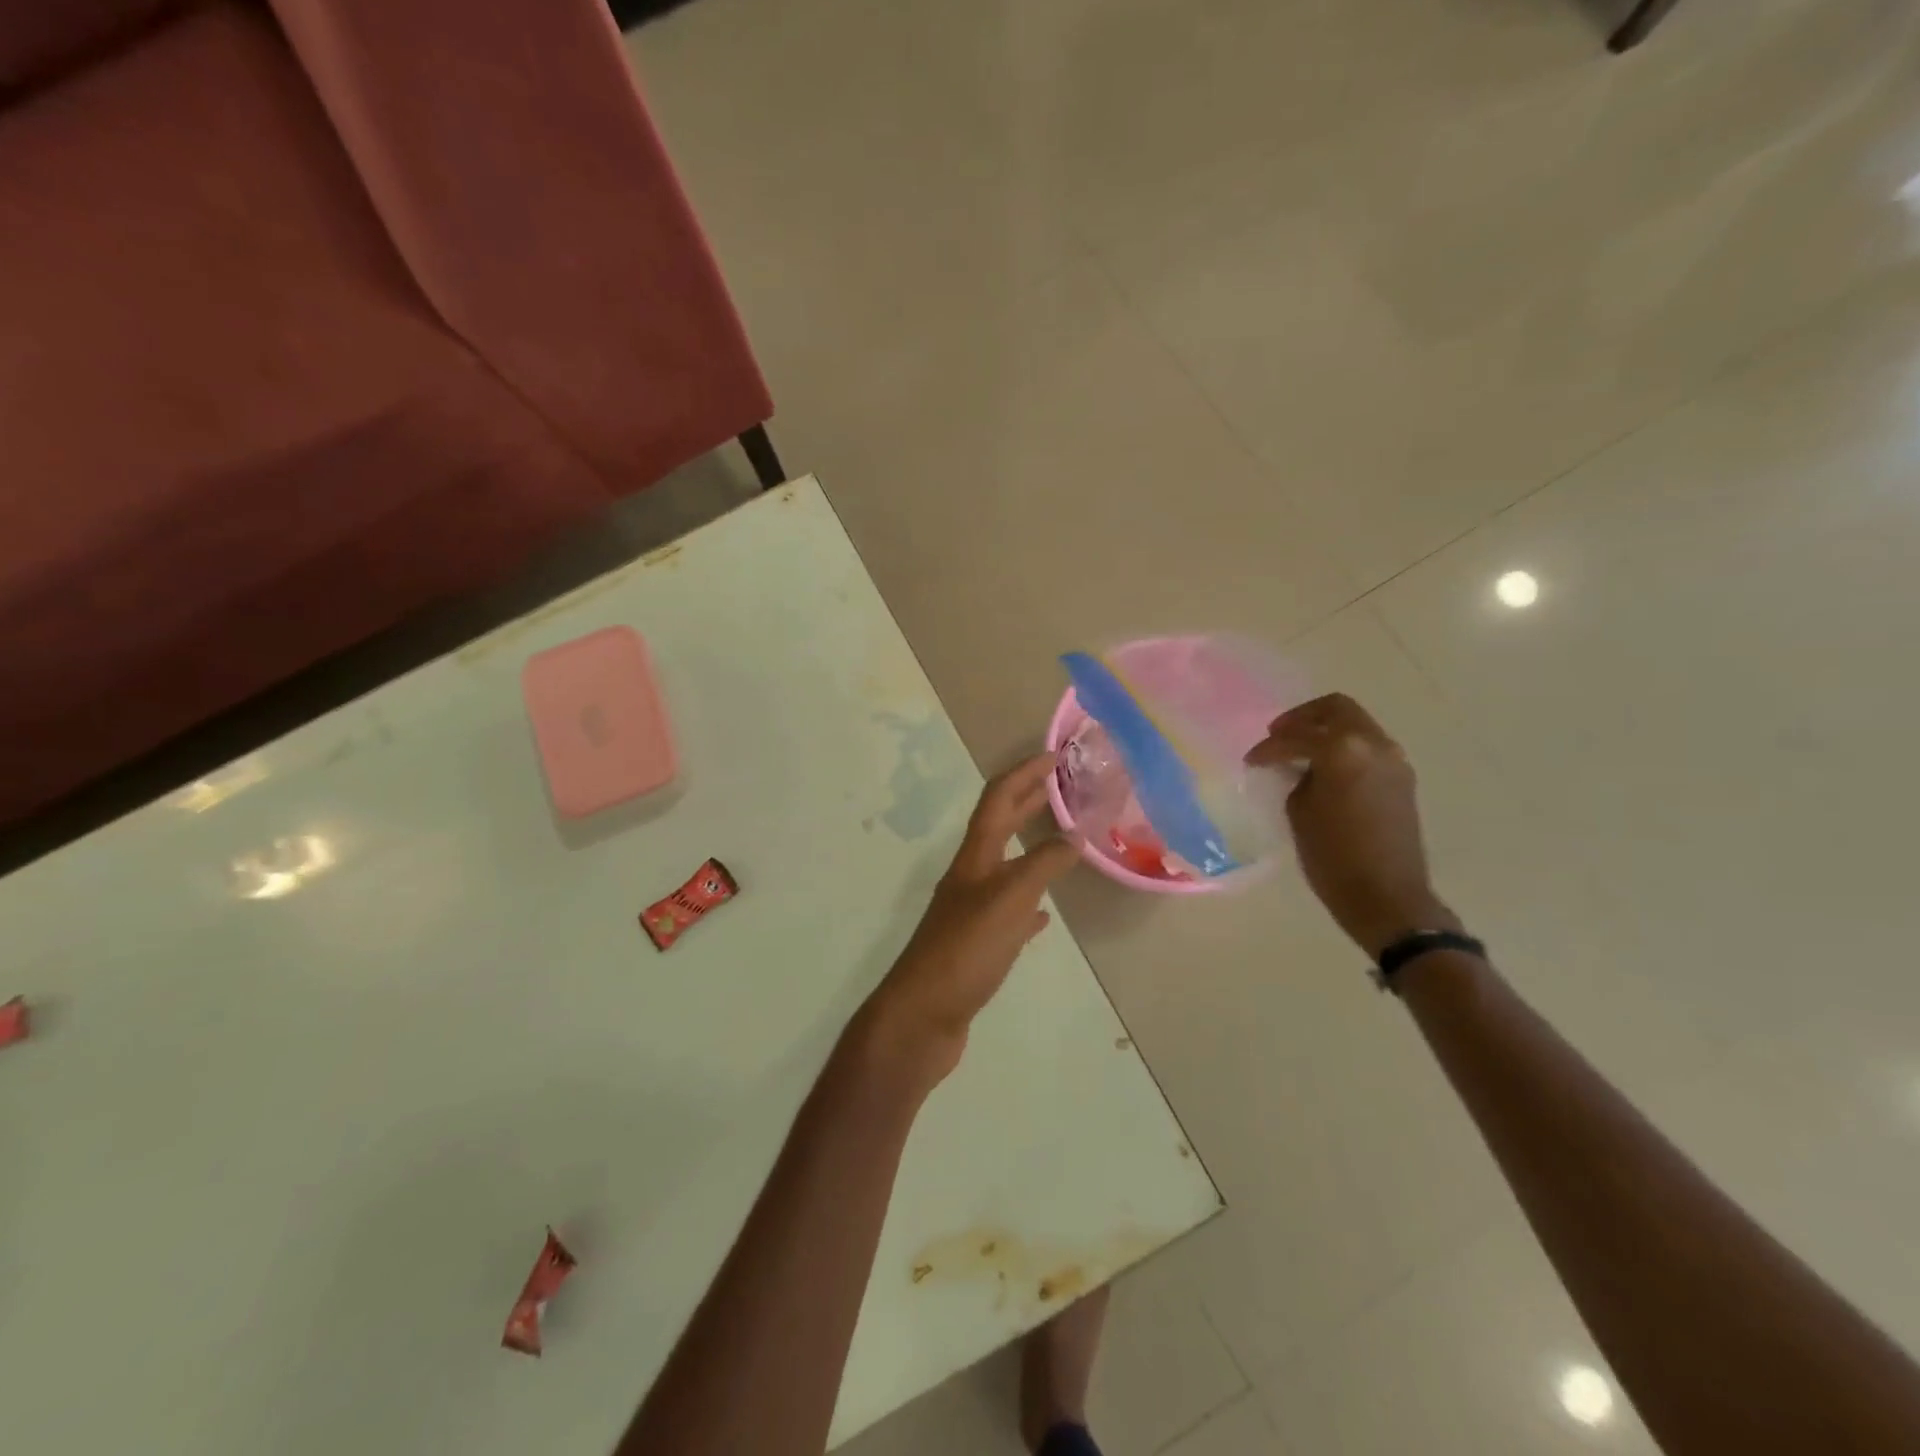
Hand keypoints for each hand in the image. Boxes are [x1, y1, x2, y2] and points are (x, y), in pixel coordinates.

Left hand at [861, 754, 1079, 1087]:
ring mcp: (971, 911)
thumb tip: (1074, 837)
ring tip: (1062, 840)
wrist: (921, 1016)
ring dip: (1031, 847)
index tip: (1054, 756)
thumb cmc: (964, 951)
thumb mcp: (1008, 900)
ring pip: (1006, 866)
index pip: (998, 799)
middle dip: (1028, 801)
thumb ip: (1042, 866)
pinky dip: (1030, 903)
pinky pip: (1010, 912)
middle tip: (1062, 786)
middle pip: (1000, 825)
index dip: (1024, 774)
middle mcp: (970, 876)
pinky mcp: (978, 944)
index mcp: (974, 857)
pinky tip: (1045, 913)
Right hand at [1246, 694, 1457, 958]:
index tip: (1251, 761)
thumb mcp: (1299, 811)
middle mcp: (1374, 745)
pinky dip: (1343, 748)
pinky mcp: (1401, 779)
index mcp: (1343, 750)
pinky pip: (1368, 747)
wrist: (1387, 897)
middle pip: (1336, 709)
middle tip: (1277, 736)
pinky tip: (1323, 770)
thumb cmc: (1333, 857)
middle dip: (1302, 718)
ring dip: (1325, 731)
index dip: (1268, 747)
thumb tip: (1296, 767)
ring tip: (1298, 753)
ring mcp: (1393, 760)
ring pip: (1355, 725)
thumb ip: (1296, 777)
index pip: (1296, 736)